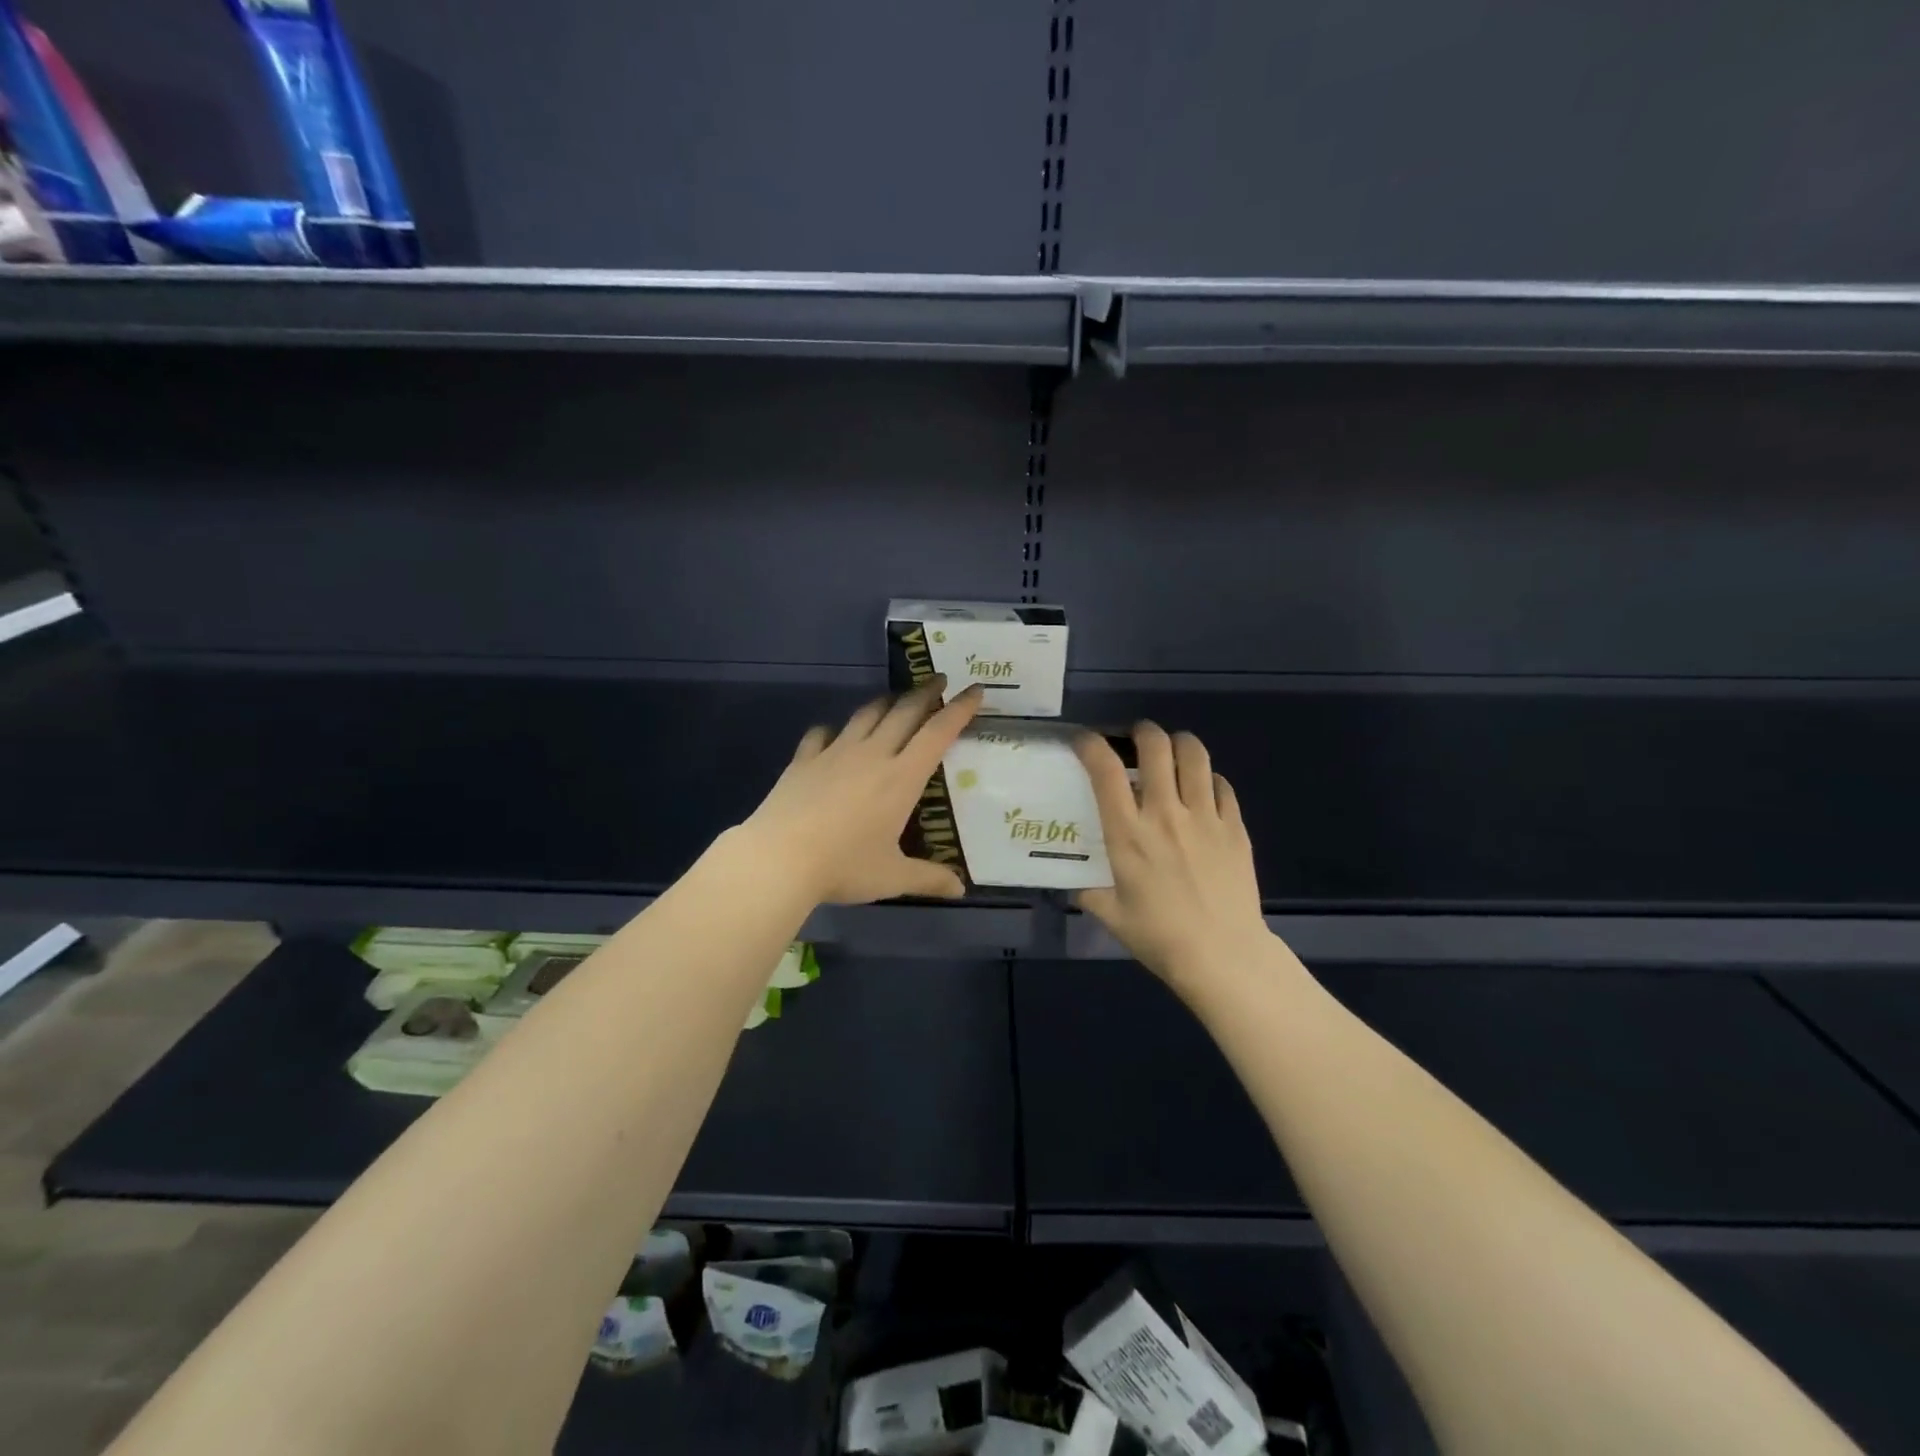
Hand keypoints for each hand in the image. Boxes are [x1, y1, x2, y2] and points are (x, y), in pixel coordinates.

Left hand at [744, 679, 983, 905]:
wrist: (779, 858)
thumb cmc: (844, 867)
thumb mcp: (892, 877)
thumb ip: (928, 879)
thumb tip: (960, 890)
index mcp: (901, 777)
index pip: (938, 732)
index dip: (959, 709)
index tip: (975, 690)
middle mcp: (872, 755)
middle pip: (904, 712)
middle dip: (927, 693)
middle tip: (940, 680)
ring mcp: (835, 753)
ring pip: (866, 715)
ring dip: (886, 702)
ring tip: (896, 699)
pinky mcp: (804, 760)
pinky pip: (822, 733)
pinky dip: (834, 729)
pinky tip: (834, 734)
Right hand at [1075, 723, 1272, 994]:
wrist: (1222, 955)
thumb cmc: (1159, 937)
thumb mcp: (1111, 915)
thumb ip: (1089, 891)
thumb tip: (1076, 882)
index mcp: (1128, 832)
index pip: (1105, 769)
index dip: (1091, 744)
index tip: (1085, 741)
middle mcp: (1165, 813)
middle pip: (1155, 746)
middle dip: (1142, 732)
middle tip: (1136, 740)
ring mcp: (1205, 816)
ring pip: (1195, 754)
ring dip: (1179, 744)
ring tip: (1172, 752)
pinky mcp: (1235, 827)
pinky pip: (1222, 785)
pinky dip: (1209, 779)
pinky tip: (1203, 791)